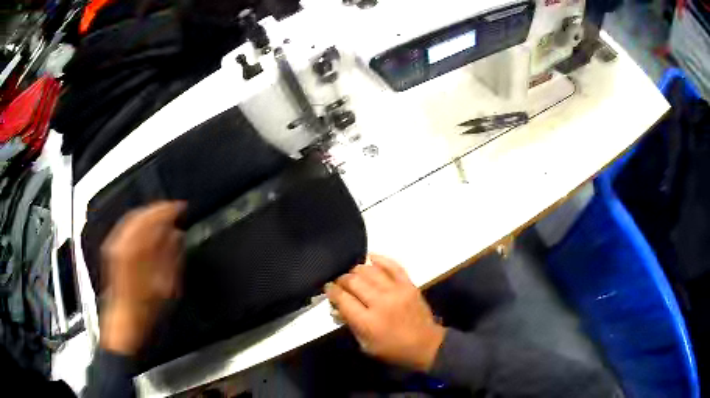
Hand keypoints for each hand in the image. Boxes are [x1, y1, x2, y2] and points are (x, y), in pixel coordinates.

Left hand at [99, 201, 185, 354]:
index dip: (168, 210)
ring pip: (131, 218)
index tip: (179, 207)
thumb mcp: (165, 284)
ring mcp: (115, 246)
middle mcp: (123, 244)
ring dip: (147, 214)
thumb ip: (170, 255)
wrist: (125, 319)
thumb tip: (175, 235)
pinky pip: (125, 227)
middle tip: (172, 210)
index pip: (153, 218)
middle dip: (157, 210)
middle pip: (140, 214)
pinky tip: (145, 227)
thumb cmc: (145, 308)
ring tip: (161, 217)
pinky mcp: (112, 251)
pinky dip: (137, 222)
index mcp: (137, 251)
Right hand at [325, 254, 444, 371]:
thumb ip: (350, 324)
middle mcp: (380, 302)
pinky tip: (370, 258)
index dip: (331, 291)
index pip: (343, 298)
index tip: (328, 288)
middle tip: (339, 283)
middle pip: (353, 281)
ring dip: (357, 270)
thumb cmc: (393, 349)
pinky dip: (380, 259)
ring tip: (353, 274)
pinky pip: (393, 265)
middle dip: (342, 280)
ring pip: (370, 270)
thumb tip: (337, 307)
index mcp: (368, 322)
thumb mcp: (365, 345)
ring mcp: (396, 291)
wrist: (426, 345)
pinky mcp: (409, 284)